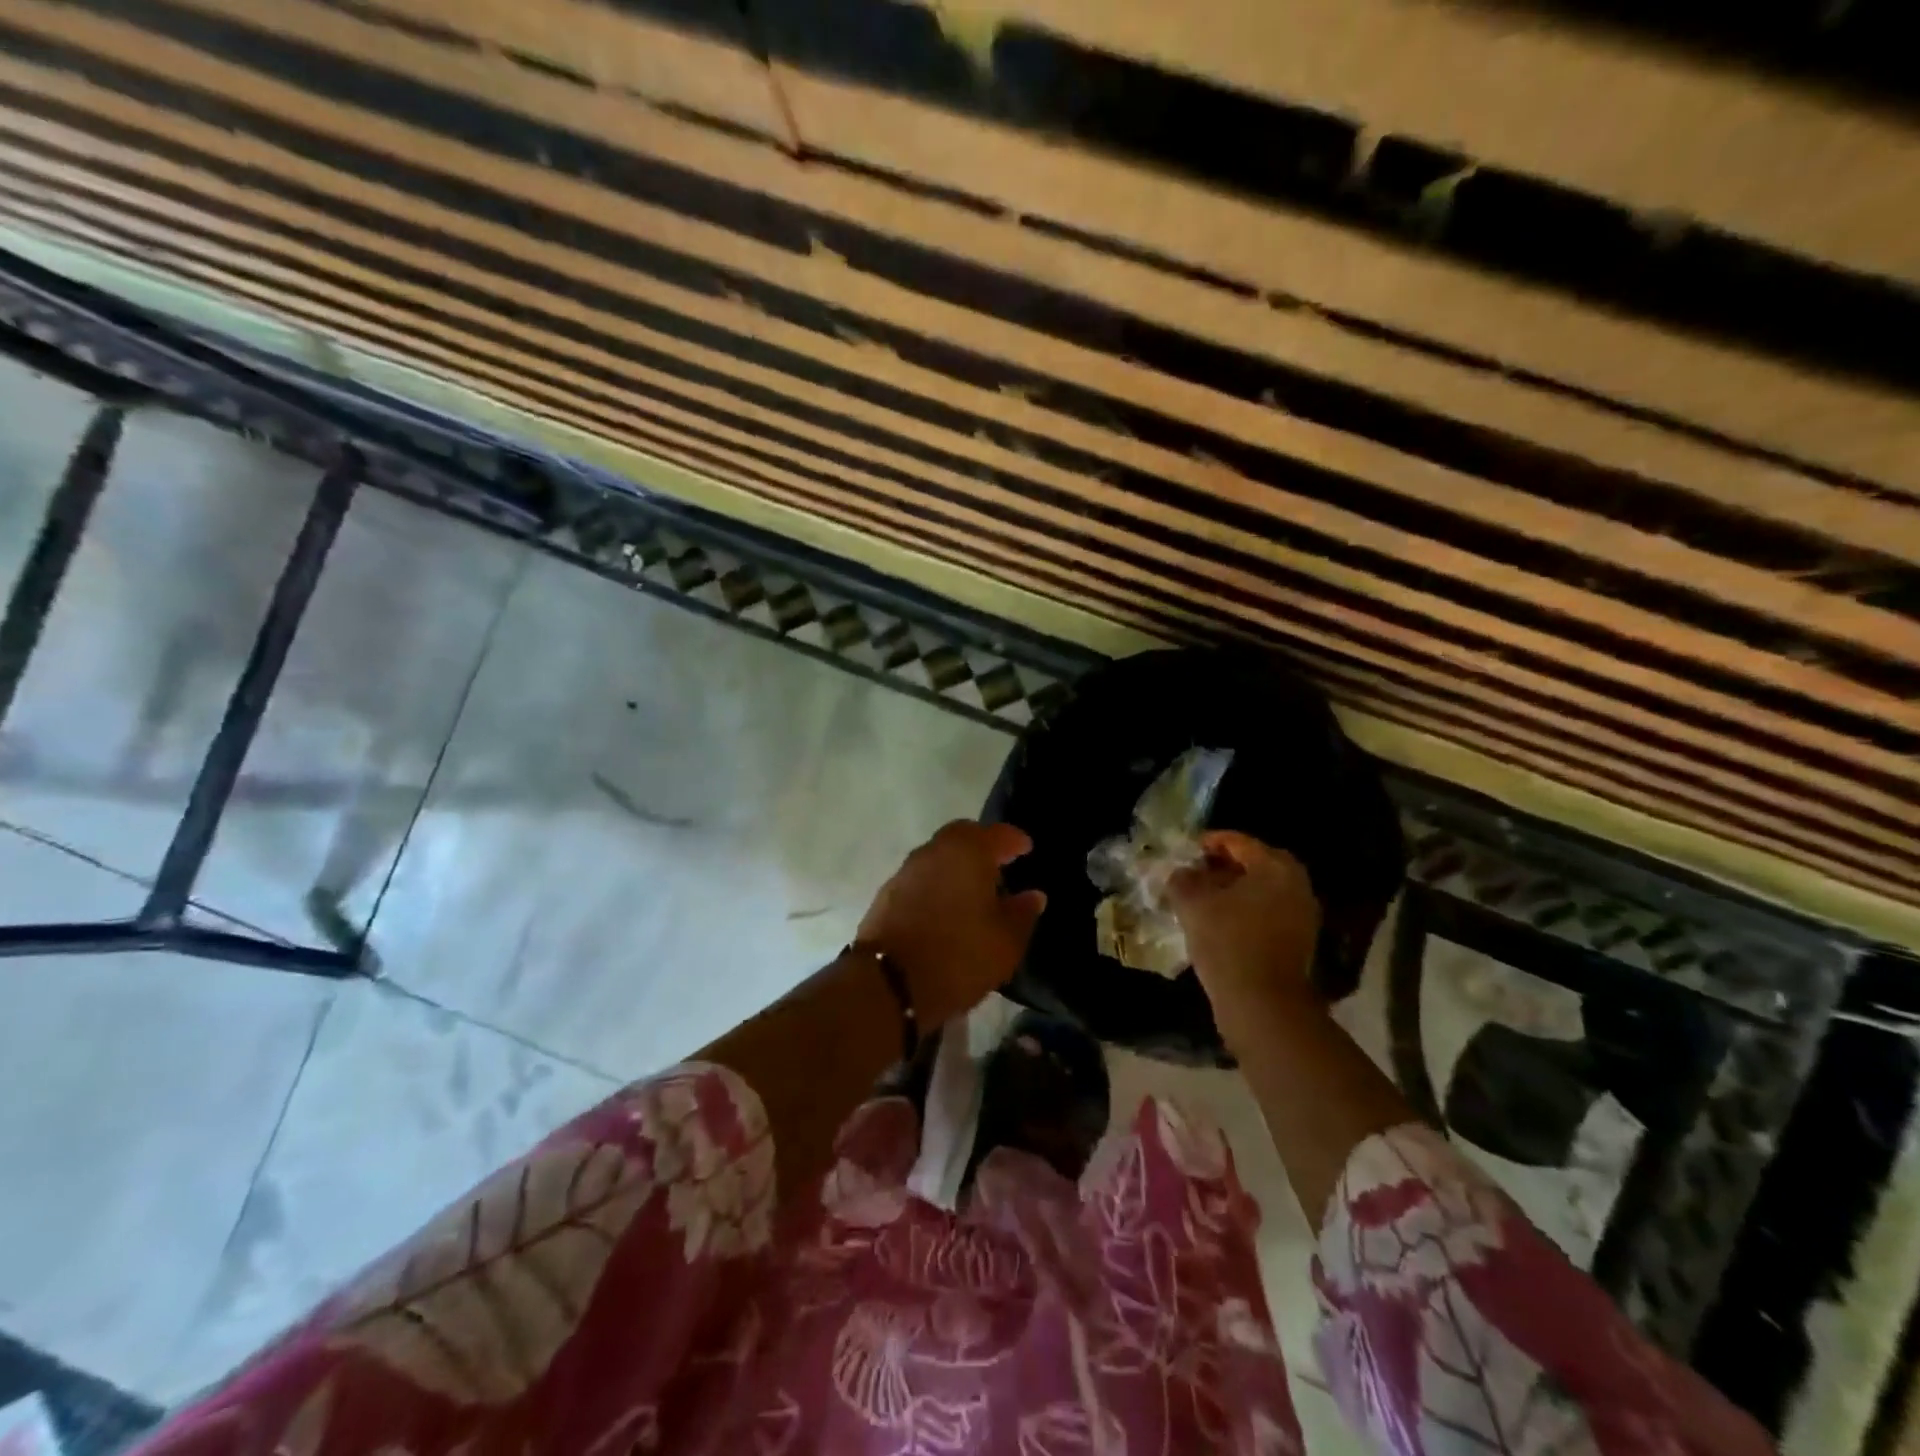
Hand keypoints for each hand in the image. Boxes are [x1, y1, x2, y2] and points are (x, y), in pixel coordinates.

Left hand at [856, 820, 1046, 1026]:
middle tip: (999, 865)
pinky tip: (946, 909)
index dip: (1014, 840)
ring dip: (957, 867)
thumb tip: (1033, 895)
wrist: (888, 985)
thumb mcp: (1005, 942)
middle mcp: (933, 852)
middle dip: (982, 847)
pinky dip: (937, 885)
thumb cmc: (958, 956)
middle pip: (962, 837)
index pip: (996, 834)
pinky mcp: (886, 895)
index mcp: (967, 852)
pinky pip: (921, 879)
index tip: (1026, 848)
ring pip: (938, 857)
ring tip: (974, 892)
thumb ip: (1022, 913)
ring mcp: (905, 872)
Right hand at [1168, 831, 1321, 1032]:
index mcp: (1275, 867)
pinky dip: (1245, 910)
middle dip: (1223, 866)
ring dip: (1234, 890)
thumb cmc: (1227, 942)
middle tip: (1195, 872)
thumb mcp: (1192, 904)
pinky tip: (1220, 922)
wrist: (1262, 1004)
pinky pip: (1268, 912)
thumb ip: (1182, 879)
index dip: (1208, 843)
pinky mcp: (1299, 940)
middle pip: (1254, 864)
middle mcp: (1296, 884)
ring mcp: (1302, 914)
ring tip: (1202, 898)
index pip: (1237, 842)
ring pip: (1262, 890)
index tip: (1185, 851)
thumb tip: (1181, 872)